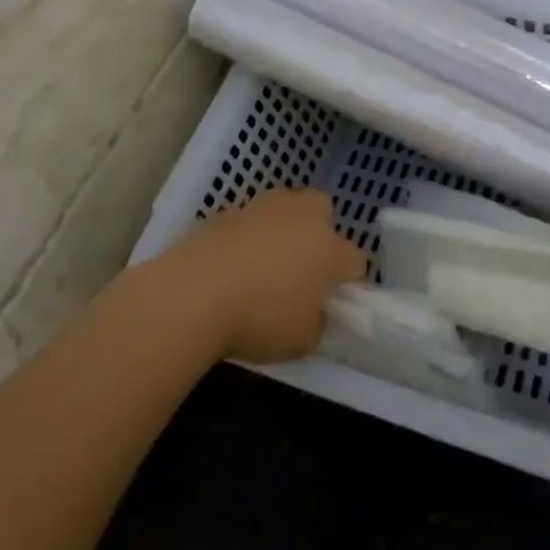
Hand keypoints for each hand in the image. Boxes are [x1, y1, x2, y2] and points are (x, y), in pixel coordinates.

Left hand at [165, 189, 364, 363]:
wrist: (193, 294)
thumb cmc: (258, 319)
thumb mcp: (301, 342)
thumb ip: (316, 323)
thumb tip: (311, 312)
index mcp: (329, 249)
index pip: (356, 261)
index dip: (348, 283)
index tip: (332, 304)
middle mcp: (302, 219)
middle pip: (323, 210)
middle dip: (319, 232)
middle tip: (302, 266)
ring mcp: (263, 209)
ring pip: (284, 207)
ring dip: (282, 227)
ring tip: (263, 262)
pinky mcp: (227, 211)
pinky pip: (249, 220)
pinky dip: (246, 236)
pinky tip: (231, 264)